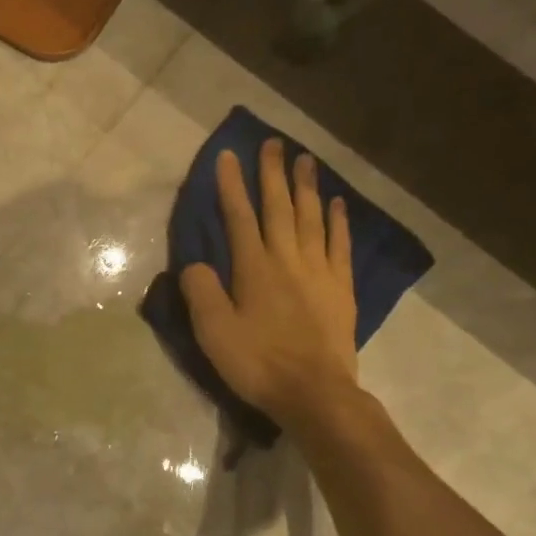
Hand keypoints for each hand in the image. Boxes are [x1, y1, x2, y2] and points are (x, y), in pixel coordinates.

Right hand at [179, 139, 359, 431]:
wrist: (314, 393)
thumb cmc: (257, 362)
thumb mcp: (212, 331)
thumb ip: (200, 291)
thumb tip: (195, 264)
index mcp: (254, 268)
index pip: (239, 216)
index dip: (231, 185)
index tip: (227, 155)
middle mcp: (287, 259)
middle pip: (279, 207)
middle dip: (272, 173)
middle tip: (273, 142)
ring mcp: (319, 271)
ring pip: (311, 218)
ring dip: (306, 186)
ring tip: (305, 158)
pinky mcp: (340, 288)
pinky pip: (340, 245)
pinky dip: (338, 221)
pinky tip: (338, 203)